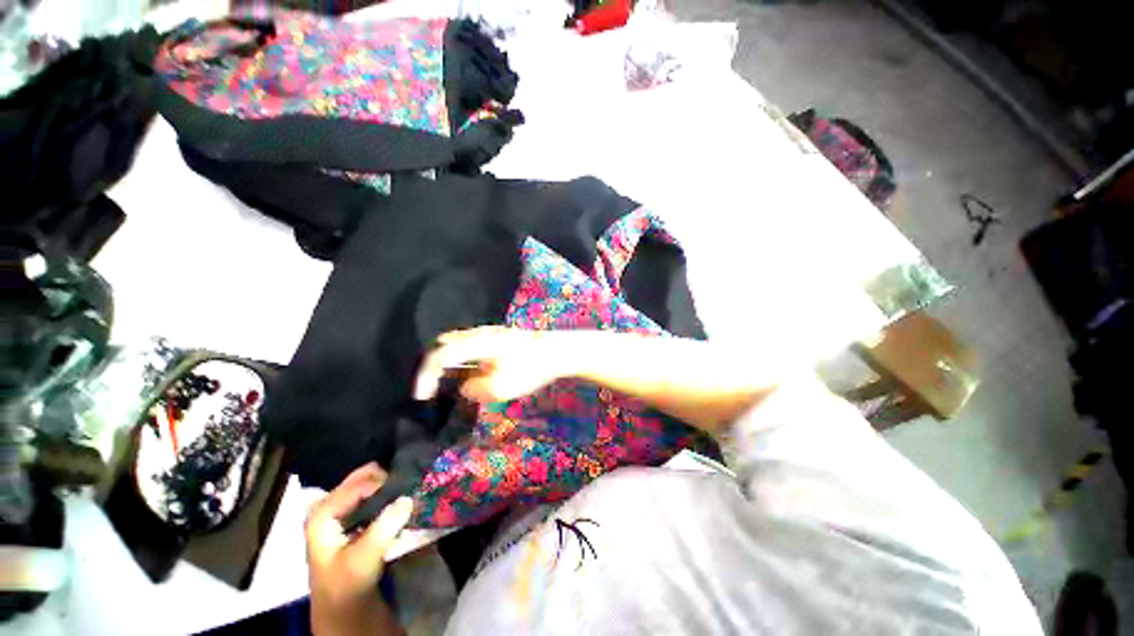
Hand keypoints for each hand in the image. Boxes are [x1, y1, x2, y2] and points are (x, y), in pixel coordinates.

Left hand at [306, 462, 412, 635]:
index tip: (407, 488)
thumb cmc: (347, 583)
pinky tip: (400, 499)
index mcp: (323, 513)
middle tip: (409, 483)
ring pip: (368, 483)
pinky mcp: (351, 517)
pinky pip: (371, 494)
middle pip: (361, 477)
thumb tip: (408, 498)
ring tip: (408, 489)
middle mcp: (329, 504)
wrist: (342, 606)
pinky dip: (387, 493)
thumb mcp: (365, 557)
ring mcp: (340, 510)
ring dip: (388, 485)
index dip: (384, 484)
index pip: (358, 485)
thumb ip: (385, 527)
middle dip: (386, 477)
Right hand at [414, 326, 575, 402]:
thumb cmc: (530, 368)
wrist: (558, 351)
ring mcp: (492, 333)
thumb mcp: (500, 387)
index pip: (440, 357)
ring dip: (449, 360)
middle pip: (446, 345)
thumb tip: (464, 386)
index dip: (425, 376)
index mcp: (475, 343)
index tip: (420, 397)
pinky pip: (473, 344)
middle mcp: (480, 334)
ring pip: (460, 343)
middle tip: (429, 385)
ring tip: (445, 379)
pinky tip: (469, 368)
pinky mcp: (502, 337)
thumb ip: (475, 389)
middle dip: (433, 365)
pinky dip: (464, 357)